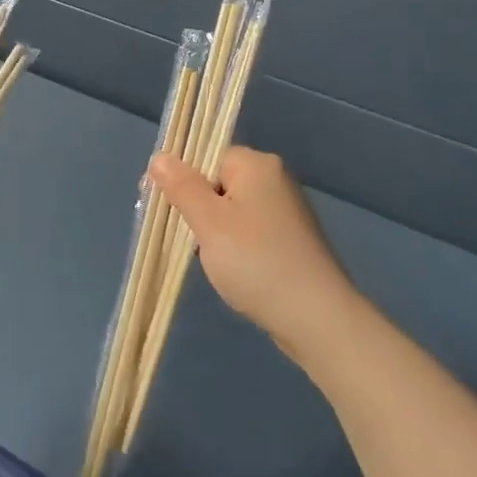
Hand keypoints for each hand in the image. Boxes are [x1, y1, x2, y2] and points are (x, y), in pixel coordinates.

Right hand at [149, 147, 355, 354]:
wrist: (317, 319)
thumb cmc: (256, 261)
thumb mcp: (208, 221)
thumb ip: (181, 186)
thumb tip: (158, 157)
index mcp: (257, 165)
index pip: (207, 156)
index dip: (181, 179)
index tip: (162, 208)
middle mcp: (276, 180)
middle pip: (219, 182)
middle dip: (198, 209)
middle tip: (186, 239)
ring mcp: (288, 212)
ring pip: (233, 210)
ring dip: (215, 232)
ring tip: (210, 260)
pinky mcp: (293, 241)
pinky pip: (251, 232)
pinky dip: (236, 248)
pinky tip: (233, 272)